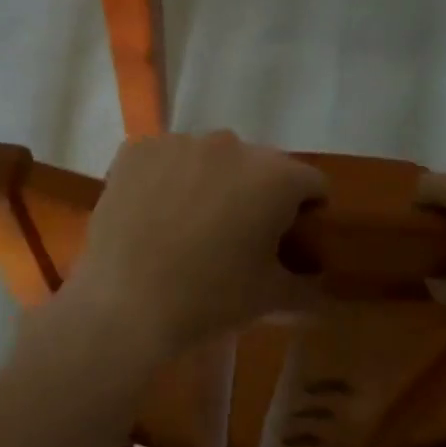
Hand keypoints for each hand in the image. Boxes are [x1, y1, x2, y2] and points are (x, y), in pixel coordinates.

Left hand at [58, 132, 324, 364]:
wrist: (124, 303)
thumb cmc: (209, 299)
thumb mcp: (270, 298)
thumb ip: (306, 286)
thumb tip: (321, 287)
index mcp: (275, 176)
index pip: (311, 185)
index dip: (305, 214)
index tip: (287, 242)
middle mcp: (231, 145)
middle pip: (258, 166)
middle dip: (254, 195)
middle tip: (235, 237)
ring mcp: (179, 142)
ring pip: (209, 158)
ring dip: (209, 182)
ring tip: (188, 226)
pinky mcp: (136, 149)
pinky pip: (164, 158)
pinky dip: (165, 178)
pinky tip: (152, 213)